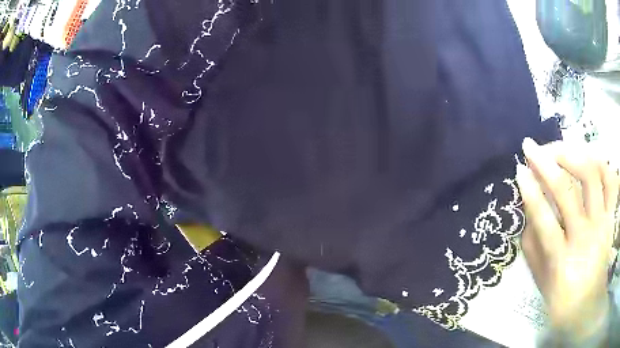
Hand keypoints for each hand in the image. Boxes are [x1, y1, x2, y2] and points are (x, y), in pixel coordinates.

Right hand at [516, 138, 618, 339]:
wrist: (587, 306)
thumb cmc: (561, 297)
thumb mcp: (539, 279)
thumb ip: (532, 245)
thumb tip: (528, 207)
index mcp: (561, 260)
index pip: (543, 220)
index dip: (530, 191)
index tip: (519, 170)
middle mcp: (584, 237)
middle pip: (567, 191)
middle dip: (545, 163)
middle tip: (531, 148)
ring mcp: (601, 224)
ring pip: (591, 176)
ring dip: (572, 155)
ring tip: (558, 148)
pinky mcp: (611, 217)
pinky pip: (611, 180)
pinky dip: (601, 163)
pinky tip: (589, 158)